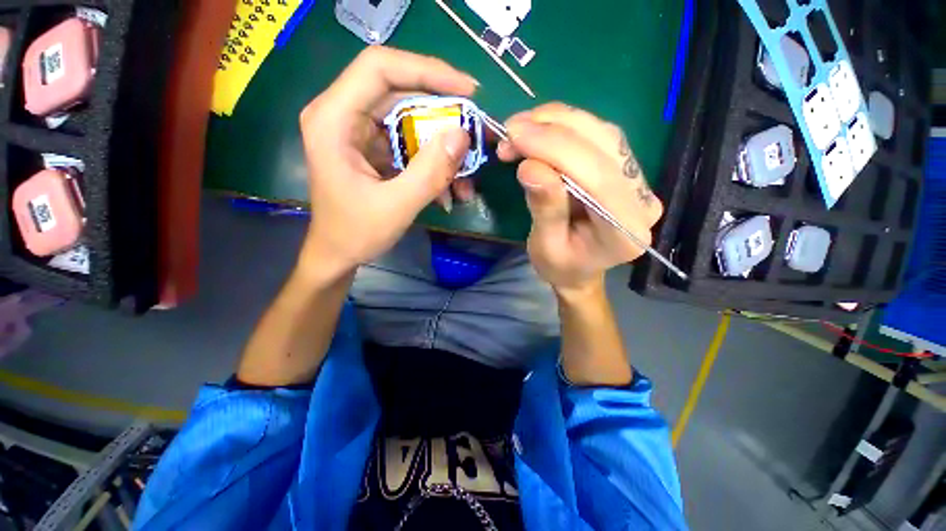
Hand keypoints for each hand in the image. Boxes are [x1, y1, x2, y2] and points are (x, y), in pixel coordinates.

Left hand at [297, 47, 477, 279]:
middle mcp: (344, 115)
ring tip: (466, 175)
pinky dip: (433, 162)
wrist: (338, 254)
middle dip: (444, 112)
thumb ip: (429, 172)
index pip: (380, 68)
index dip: (427, 71)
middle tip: (477, 132)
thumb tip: (462, 135)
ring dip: (443, 145)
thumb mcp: (396, 207)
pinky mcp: (374, 149)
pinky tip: (450, 188)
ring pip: (411, 120)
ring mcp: (360, 132)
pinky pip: (411, 143)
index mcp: (334, 119)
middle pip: (401, 92)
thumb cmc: (355, 234)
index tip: (468, 91)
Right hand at [497, 103, 663, 296]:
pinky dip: (564, 126)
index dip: (555, 150)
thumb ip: (544, 209)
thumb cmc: (560, 266)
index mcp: (625, 232)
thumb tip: (530, 167)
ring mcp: (638, 181)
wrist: (579, 269)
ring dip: (557, 122)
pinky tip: (539, 128)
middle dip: (552, 131)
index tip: (514, 135)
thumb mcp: (545, 247)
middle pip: (603, 148)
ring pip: (601, 133)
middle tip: (511, 129)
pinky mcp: (624, 169)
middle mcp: (641, 201)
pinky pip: (597, 136)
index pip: (597, 178)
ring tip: (520, 128)